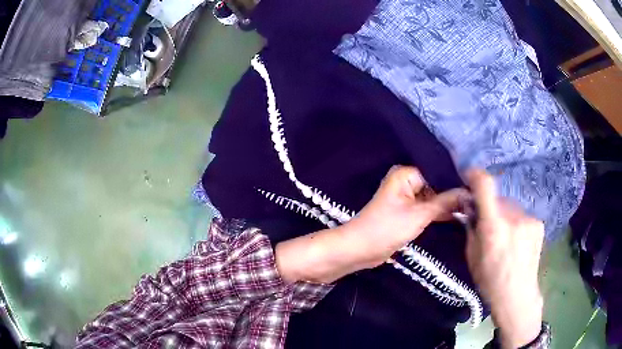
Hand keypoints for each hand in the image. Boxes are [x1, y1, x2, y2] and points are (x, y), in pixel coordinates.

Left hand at [276, 166, 466, 283]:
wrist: (360, 250)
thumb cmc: (386, 229)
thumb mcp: (419, 215)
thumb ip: (445, 202)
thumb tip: (468, 192)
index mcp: (406, 174)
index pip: (438, 172)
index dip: (456, 181)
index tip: (477, 187)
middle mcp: (407, 181)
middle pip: (436, 185)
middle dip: (454, 193)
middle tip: (478, 198)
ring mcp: (407, 197)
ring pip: (433, 198)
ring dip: (448, 204)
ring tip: (473, 206)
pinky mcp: (407, 212)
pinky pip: (427, 208)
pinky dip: (439, 213)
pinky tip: (459, 214)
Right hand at [466, 169, 543, 348]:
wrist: (517, 295)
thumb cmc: (489, 281)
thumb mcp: (471, 256)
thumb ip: (471, 227)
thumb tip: (470, 206)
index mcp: (493, 226)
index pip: (485, 185)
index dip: (475, 175)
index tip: (470, 177)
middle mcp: (513, 216)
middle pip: (498, 198)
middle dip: (491, 207)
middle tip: (489, 225)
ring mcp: (528, 219)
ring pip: (511, 207)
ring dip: (505, 216)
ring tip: (506, 238)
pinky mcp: (538, 223)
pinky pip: (522, 215)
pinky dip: (516, 223)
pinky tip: (518, 242)